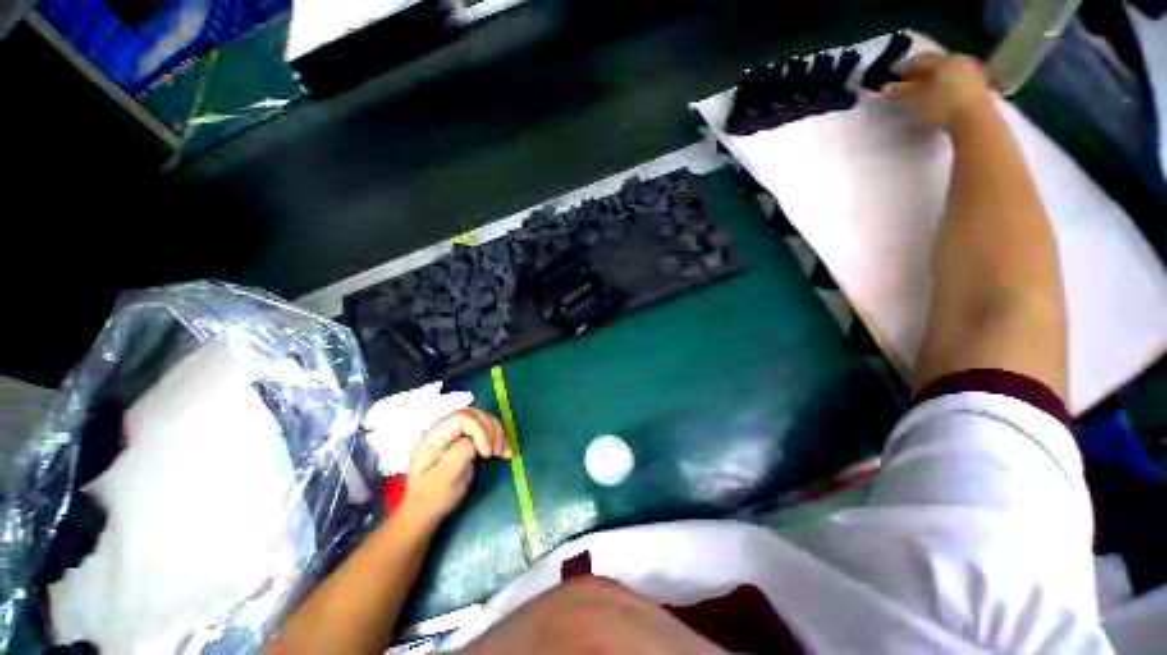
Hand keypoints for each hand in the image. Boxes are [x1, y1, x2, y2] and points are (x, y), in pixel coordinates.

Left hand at [401, 409, 510, 526]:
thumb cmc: (431, 498)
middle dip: (491, 430)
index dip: (480, 430)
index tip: (486, 453)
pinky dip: (498, 439)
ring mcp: (456, 434)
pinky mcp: (465, 441)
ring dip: (497, 434)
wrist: (424, 512)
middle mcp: (445, 430)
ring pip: (483, 420)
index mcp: (435, 436)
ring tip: (502, 453)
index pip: (462, 417)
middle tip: (497, 451)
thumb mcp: (444, 478)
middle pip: (475, 415)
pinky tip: (504, 452)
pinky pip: (486, 431)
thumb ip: (460, 453)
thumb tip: (476, 440)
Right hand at [881, 53, 994, 133]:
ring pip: (948, 73)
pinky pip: (958, 83)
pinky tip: (940, 99)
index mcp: (944, 59)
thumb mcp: (916, 100)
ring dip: (934, 82)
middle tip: (907, 87)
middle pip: (936, 65)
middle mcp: (960, 60)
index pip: (919, 59)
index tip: (892, 80)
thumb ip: (901, 92)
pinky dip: (946, 88)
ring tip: (923, 95)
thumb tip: (886, 88)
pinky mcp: (980, 87)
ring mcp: (973, 73)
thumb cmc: (943, 106)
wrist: (976, 121)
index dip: (903, 69)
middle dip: (920, 75)